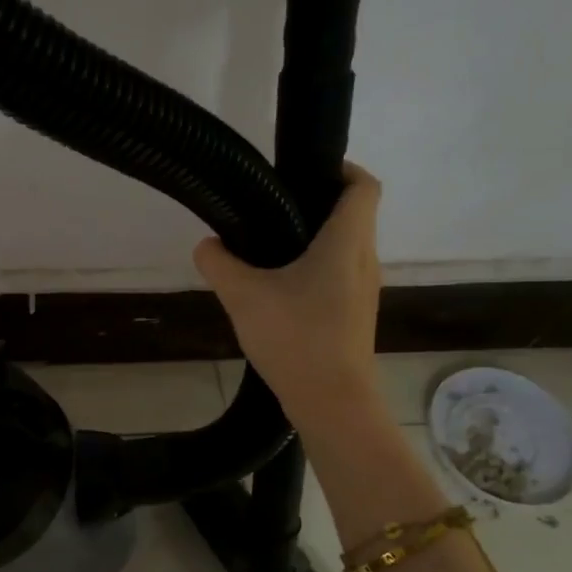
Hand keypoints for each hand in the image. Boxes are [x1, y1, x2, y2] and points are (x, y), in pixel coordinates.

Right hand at [193, 163, 386, 437]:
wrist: (332, 402)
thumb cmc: (296, 338)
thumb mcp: (243, 296)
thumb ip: (219, 264)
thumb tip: (206, 245)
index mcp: (346, 242)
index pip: (363, 185)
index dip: (342, 169)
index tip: (304, 172)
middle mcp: (365, 259)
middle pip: (354, 215)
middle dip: (317, 205)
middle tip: (272, 210)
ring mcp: (364, 290)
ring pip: (346, 248)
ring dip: (315, 241)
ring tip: (269, 250)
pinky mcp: (356, 315)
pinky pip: (340, 276)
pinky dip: (316, 270)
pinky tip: (280, 292)